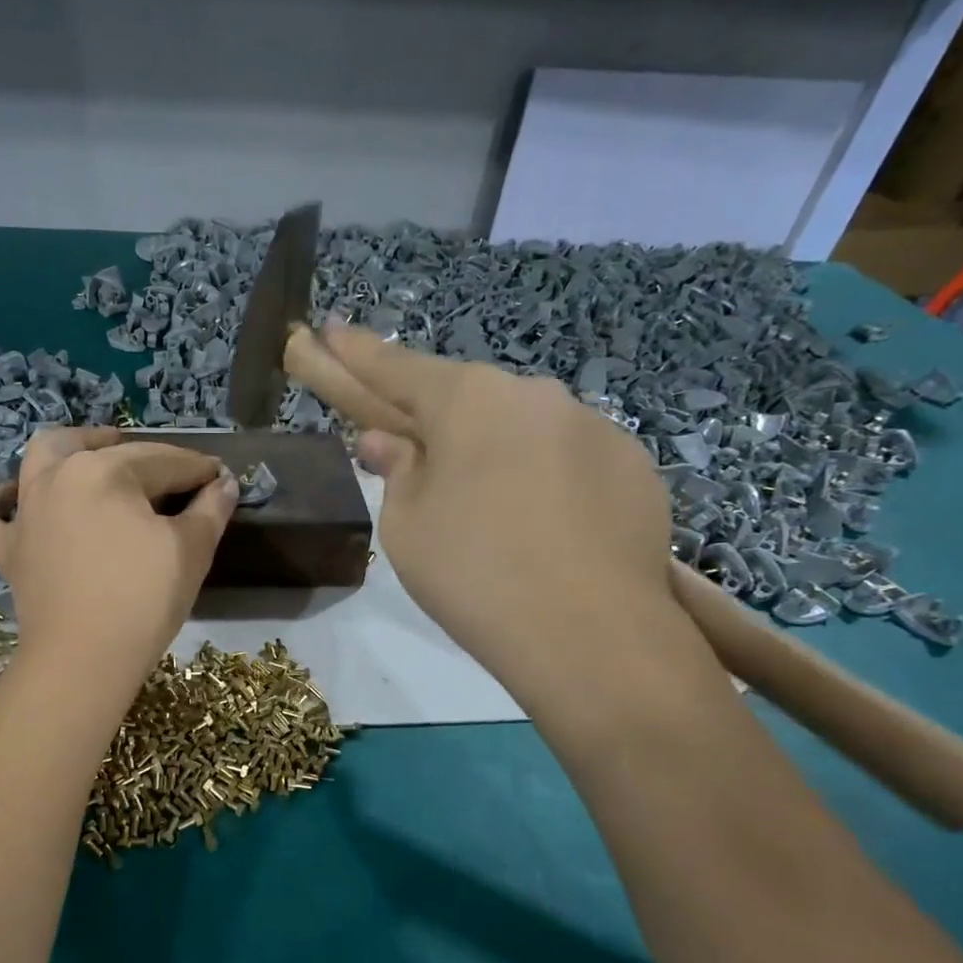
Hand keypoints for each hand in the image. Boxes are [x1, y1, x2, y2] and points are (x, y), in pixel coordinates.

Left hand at [0, 426, 238, 690]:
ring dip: (71, 448)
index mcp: (105, 470)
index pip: (163, 461)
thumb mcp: (190, 551)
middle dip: (143, 454)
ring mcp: (25, 510)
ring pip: (41, 458)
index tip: (219, 479)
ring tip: (96, 453)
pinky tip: (11, 497)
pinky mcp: (6, 547)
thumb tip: (225, 483)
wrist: (84, 660)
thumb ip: (210, 509)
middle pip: (105, 450)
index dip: (197, 470)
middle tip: (169, 473)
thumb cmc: (143, 600)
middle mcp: (57, 476)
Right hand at [286, 321, 672, 689]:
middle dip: (436, 422)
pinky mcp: (634, 466)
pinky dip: (544, 482)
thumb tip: (388, 442)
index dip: (356, 354)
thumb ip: (396, 472)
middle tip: (420, 461)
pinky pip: (567, 461)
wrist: (591, 634)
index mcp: (468, 400)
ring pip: (521, 430)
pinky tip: (543, 532)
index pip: (396, 369)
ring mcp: (593, 426)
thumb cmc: (473, 573)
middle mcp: (533, 395)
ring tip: (491, 518)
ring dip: (495, 455)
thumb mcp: (407, 527)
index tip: (328, 328)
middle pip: (466, 400)